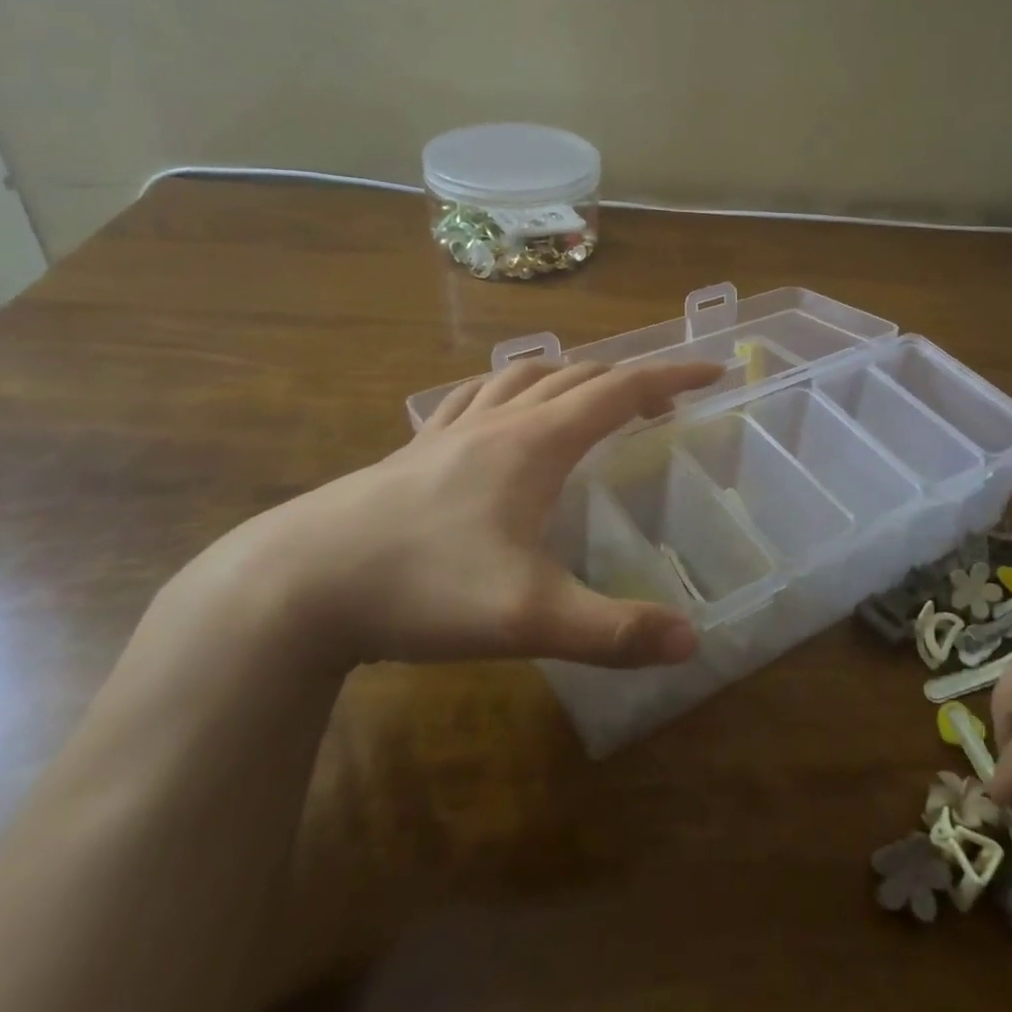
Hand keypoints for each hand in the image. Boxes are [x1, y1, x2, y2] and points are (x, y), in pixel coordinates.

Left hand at [202, 358, 721, 674]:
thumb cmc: (422, 586)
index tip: (713, 370)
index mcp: (536, 443)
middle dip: (629, 379)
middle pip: (578, 377)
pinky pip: (472, 398)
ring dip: (569, 376)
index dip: (672, 375)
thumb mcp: (529, 618)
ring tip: (589, 395)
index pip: (621, 390)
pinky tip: (497, 411)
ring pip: (522, 377)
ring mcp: (450, 431)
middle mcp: (499, 421)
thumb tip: (690, 640)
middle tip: (662, 401)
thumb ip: (614, 630)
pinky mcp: (413, 450)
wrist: (299, 583)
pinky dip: (506, 389)